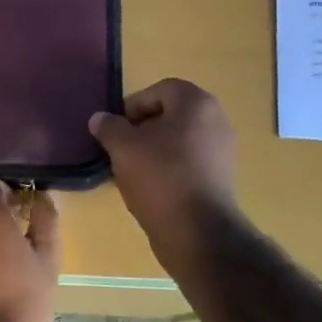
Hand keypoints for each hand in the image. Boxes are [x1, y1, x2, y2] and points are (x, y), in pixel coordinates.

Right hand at [89, 79, 238, 261]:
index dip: (132, 106)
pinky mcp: (220, 177)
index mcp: (197, 103)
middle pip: (170, 115)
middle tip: (120, 149)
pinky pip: (188, 162)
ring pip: (178, 140)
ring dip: (152, 150)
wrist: (197, 231)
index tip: (115, 130)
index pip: (159, 90)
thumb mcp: (123, 148)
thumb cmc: (160, 177)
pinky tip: (150, 188)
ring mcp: (222, 150)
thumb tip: (100, 118)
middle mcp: (216, 120)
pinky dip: (168, 168)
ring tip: (131, 171)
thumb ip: (109, 127)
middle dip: (142, 130)